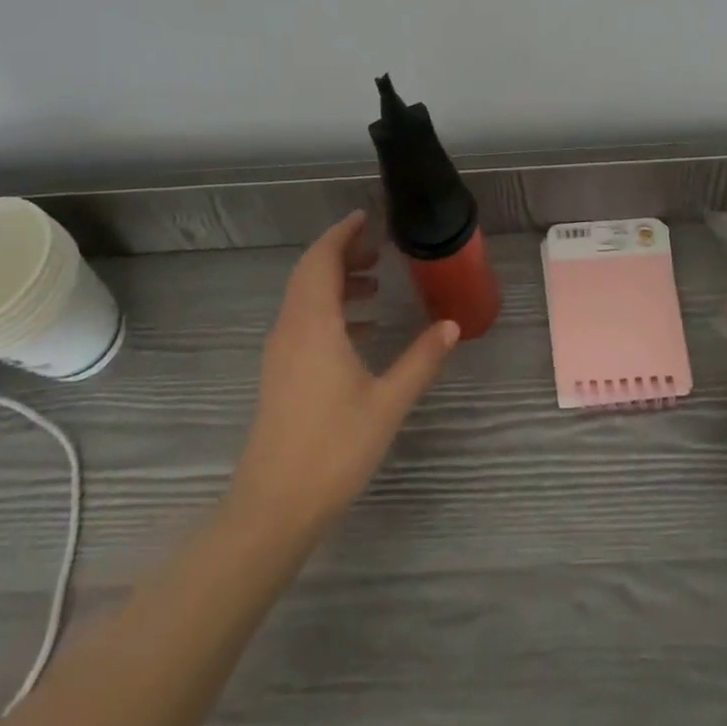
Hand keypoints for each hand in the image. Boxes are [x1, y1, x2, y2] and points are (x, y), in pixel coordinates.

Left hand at [229, 211, 459, 535]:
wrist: (274, 507)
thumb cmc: (333, 448)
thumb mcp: (387, 402)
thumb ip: (421, 359)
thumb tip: (452, 325)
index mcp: (313, 324)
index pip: (321, 259)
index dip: (342, 233)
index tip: (367, 218)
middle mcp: (291, 328)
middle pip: (310, 273)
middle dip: (342, 253)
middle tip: (379, 248)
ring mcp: (281, 352)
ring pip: (305, 298)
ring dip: (336, 282)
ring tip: (375, 285)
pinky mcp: (280, 374)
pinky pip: (304, 322)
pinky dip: (331, 311)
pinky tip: (362, 330)